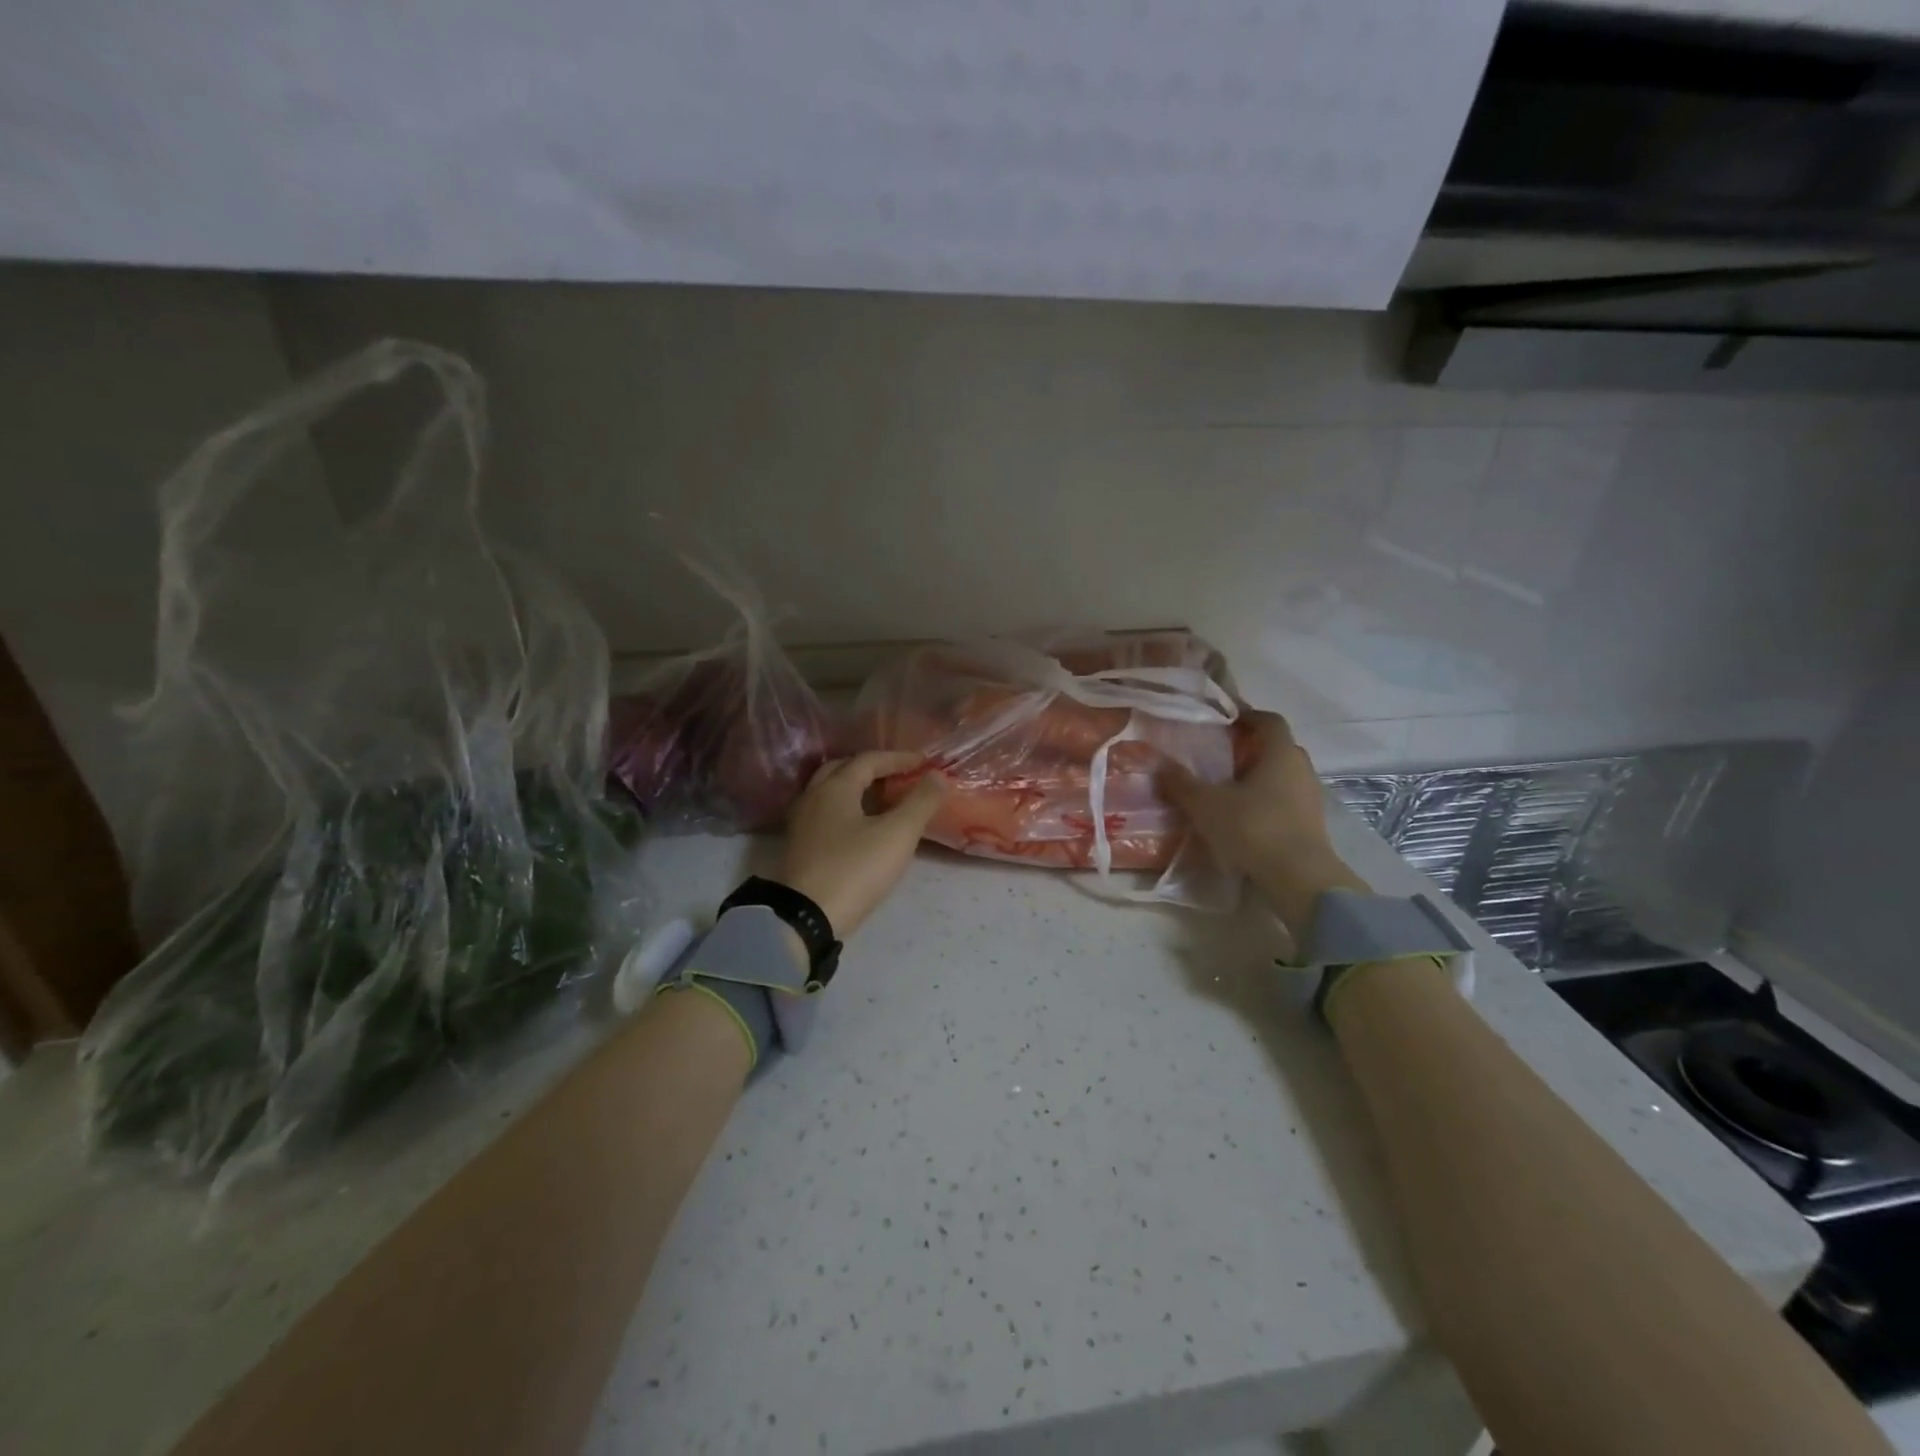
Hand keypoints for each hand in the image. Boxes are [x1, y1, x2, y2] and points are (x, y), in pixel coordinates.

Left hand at [776, 752, 948, 938]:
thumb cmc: (854, 869)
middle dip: (873, 769)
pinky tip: (861, 828)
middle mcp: (813, 796)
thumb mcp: (897, 834)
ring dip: (857, 789)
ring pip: (830, 793)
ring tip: (884, 801)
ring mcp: (801, 823)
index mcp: (835, 787)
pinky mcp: (799, 847)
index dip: (899, 759)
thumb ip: (921, 802)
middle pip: (843, 770)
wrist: (805, 918)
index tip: (924, 763)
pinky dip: (847, 810)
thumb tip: (938, 776)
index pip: (869, 760)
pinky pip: (825, 814)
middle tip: (899, 777)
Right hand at [1161, 711, 1367, 939]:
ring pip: (1281, 776)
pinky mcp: (1310, 824)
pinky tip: (1242, 816)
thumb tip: (1157, 763)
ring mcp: (1309, 797)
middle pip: (1275, 747)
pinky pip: (1284, 800)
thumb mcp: (1206, 804)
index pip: (1268, 720)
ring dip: (1256, 777)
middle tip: (1218, 755)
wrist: (1299, 879)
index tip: (1222, 720)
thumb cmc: (1253, 828)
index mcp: (1280, 753)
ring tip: (1225, 788)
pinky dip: (1264, 801)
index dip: (1246, 715)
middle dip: (1248, 748)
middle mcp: (1300, 768)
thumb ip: (1181, 783)